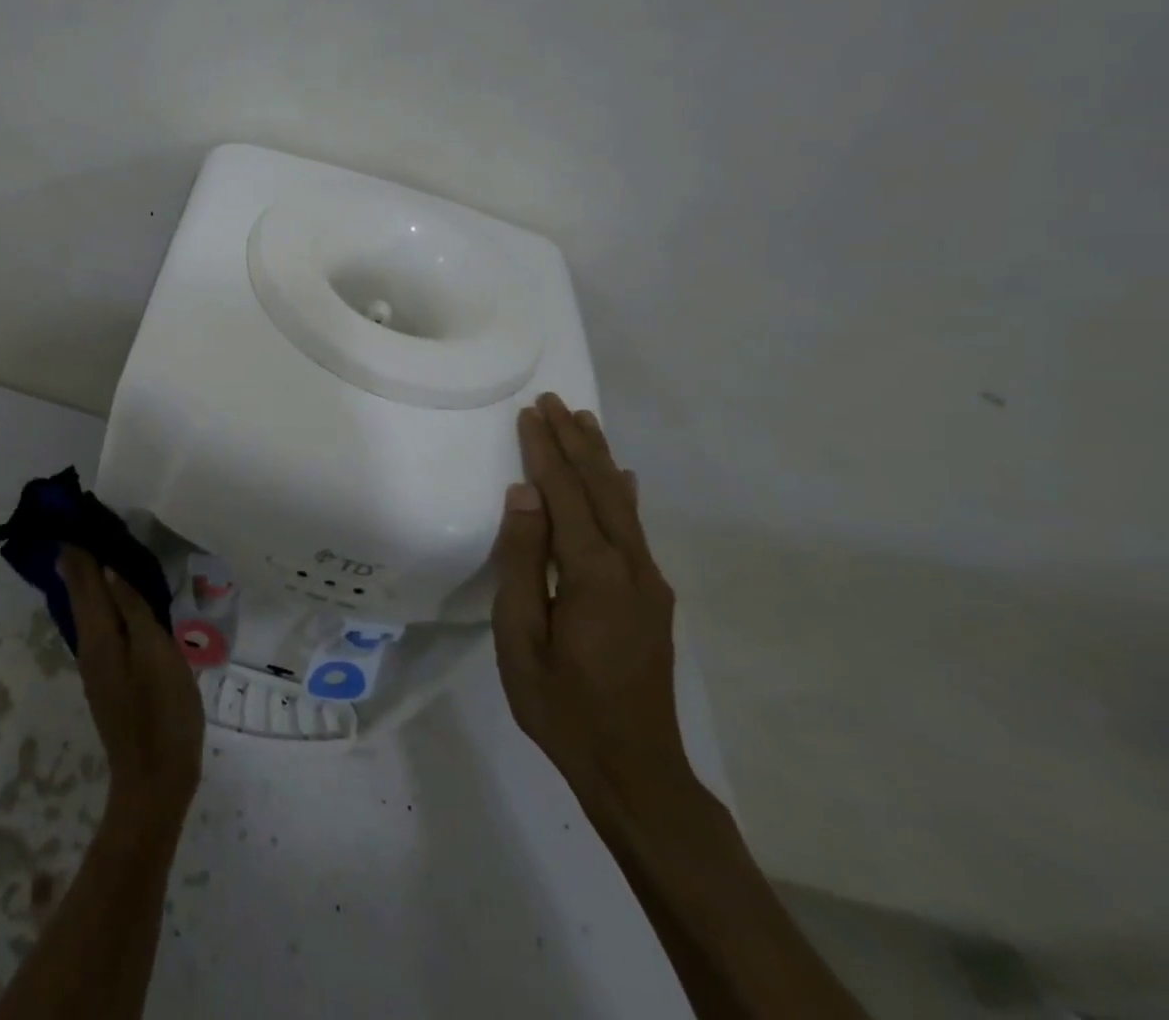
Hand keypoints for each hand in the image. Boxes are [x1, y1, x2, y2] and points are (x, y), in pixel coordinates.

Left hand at [61, 547, 204, 823]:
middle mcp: (90, 645)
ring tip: (102, 545)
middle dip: (80, 556)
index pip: (82, 578)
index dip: (78, 546)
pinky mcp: (112, 676)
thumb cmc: (161, 712)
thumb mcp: (155, 653)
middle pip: (80, 591)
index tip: (76, 511)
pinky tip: (119, 593)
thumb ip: (132, 609)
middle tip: (86, 520)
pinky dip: (105, 598)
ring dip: (92, 575)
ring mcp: (99, 663)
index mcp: (99, 634)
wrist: (155, 781)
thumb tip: (108, 567)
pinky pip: (102, 623)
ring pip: (90, 607)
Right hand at [491, 392, 692, 807]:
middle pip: (600, 488)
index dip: (545, 451)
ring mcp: (648, 582)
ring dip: (600, 459)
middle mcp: (630, 567)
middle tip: (554, 402)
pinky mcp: (653, 598)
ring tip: (583, 422)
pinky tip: (622, 479)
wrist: (637, 771)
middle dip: (575, 442)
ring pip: (621, 504)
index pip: (564, 495)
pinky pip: (633, 529)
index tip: (529, 413)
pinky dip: (621, 494)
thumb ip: (522, 562)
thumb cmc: (562, 707)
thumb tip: (523, 496)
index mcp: (593, 574)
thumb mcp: (521, 638)